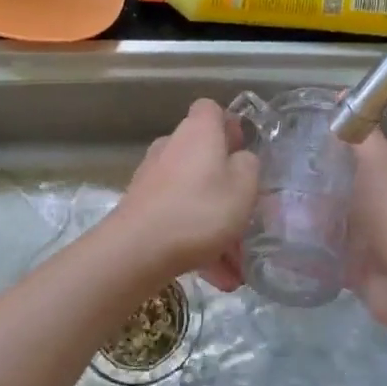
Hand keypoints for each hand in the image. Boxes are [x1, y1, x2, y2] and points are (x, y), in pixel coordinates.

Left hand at [111, 100, 258, 287]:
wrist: (138, 249)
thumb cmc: (200, 209)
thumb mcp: (244, 187)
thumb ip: (249, 166)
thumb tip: (239, 159)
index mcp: (198, 131)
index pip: (211, 109)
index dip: (229, 126)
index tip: (243, 151)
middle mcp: (172, 145)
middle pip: (203, 155)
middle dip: (226, 185)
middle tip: (246, 213)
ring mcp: (153, 176)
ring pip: (194, 194)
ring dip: (215, 224)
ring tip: (236, 264)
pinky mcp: (142, 206)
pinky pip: (179, 217)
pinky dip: (197, 240)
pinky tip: (216, 276)